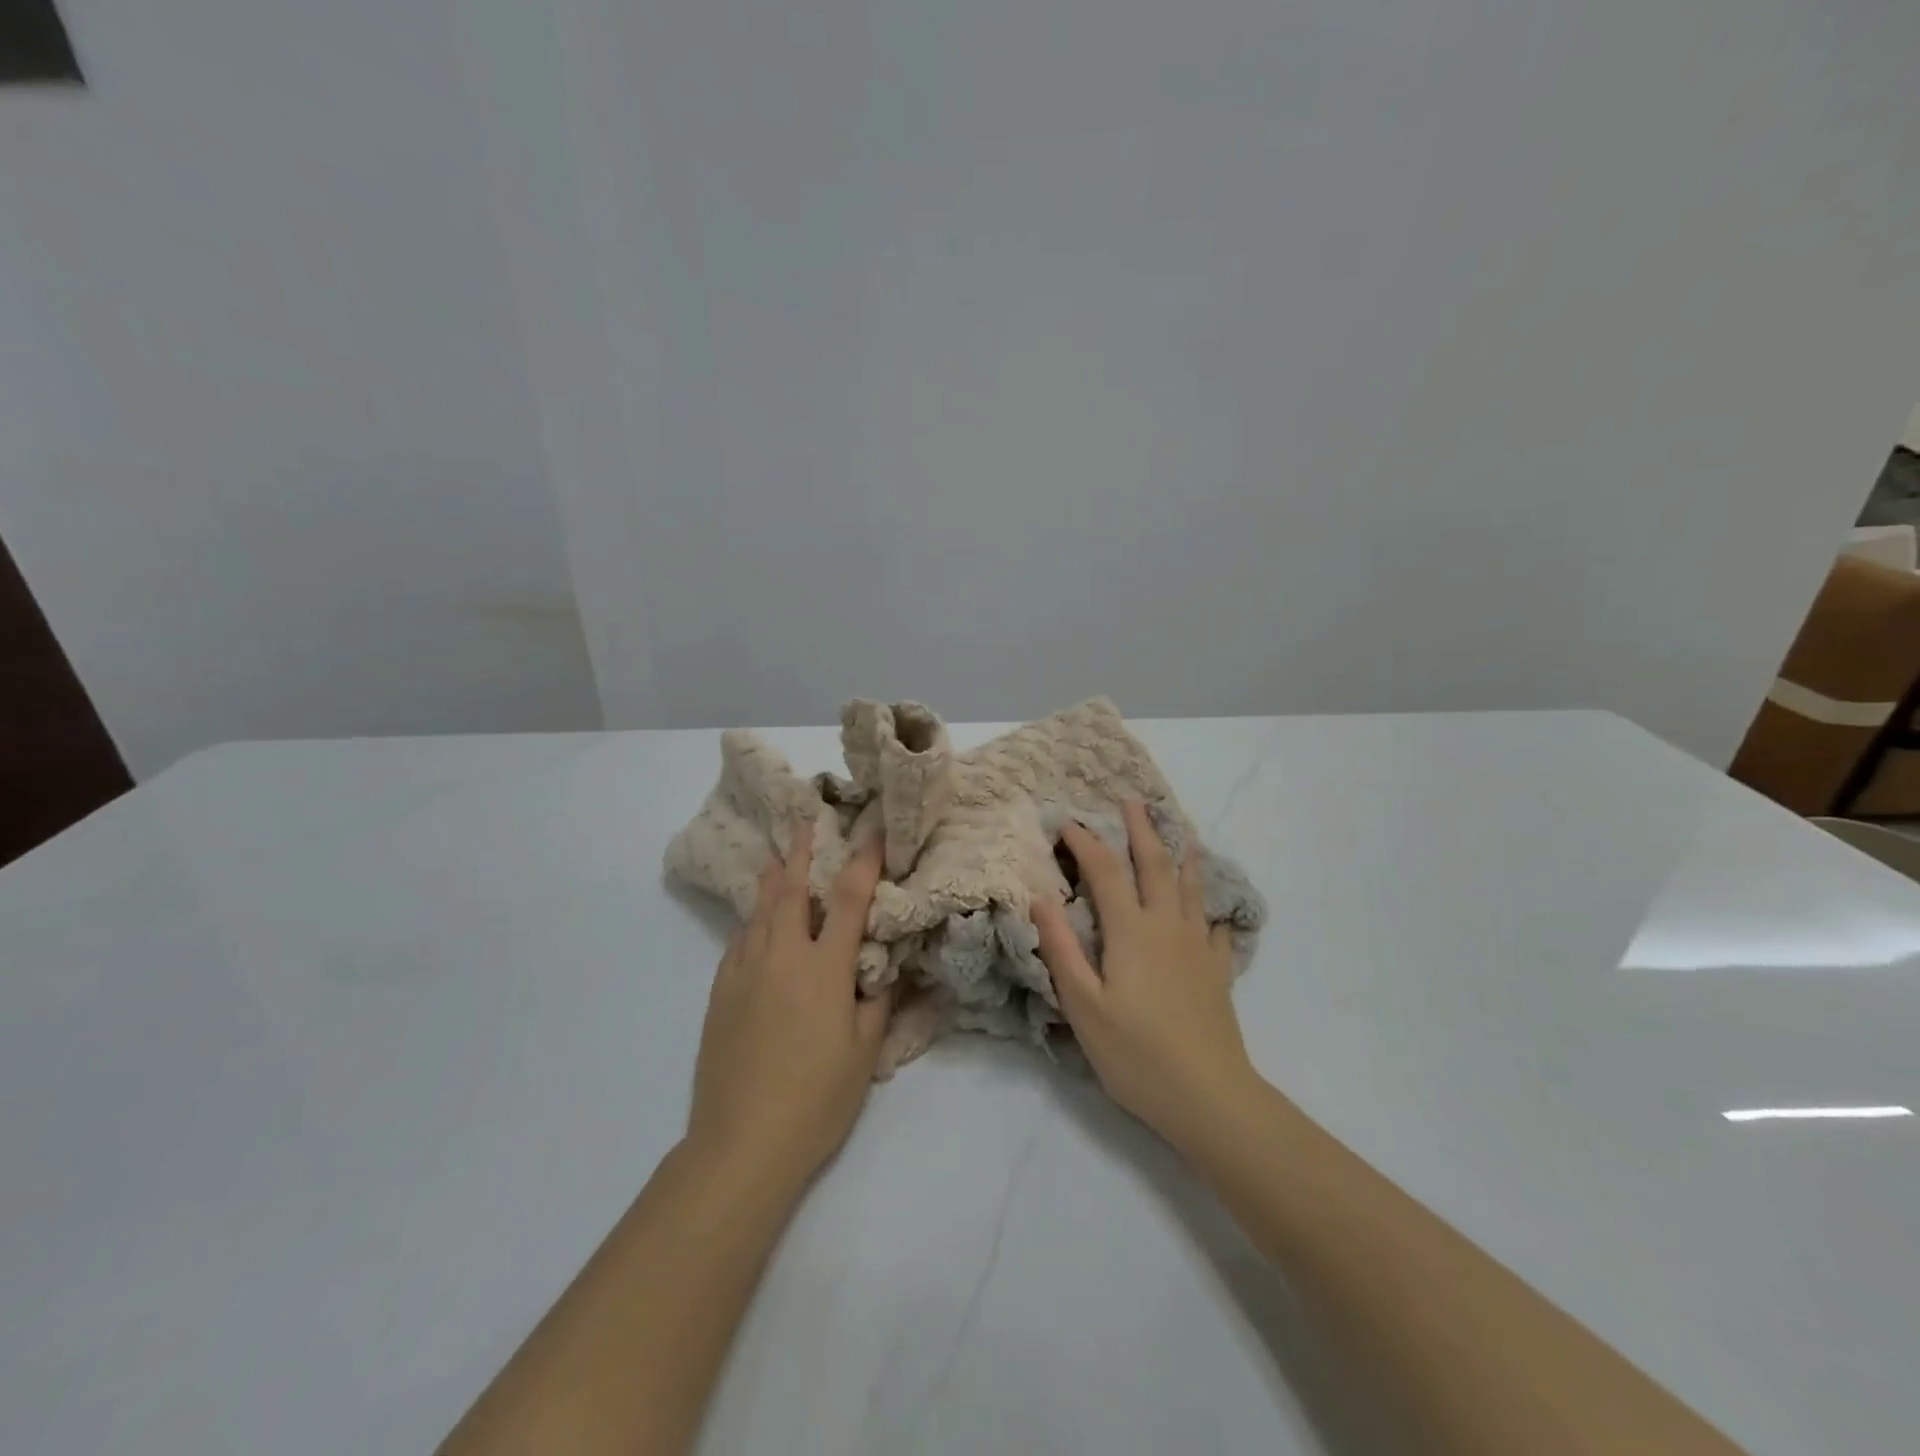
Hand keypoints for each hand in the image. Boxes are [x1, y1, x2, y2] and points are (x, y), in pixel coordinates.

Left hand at [688, 822, 893, 1187]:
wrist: (741, 1143)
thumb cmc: (816, 1099)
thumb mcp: (864, 1052)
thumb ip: (876, 1001)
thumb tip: (883, 969)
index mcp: (824, 969)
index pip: (849, 900)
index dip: (863, 862)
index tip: (871, 833)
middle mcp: (782, 957)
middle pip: (791, 892)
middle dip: (800, 854)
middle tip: (803, 824)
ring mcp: (744, 973)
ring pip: (758, 912)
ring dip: (770, 881)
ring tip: (775, 858)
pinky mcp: (719, 994)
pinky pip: (739, 942)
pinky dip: (751, 921)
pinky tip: (754, 921)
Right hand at [1033, 801, 1257, 1147]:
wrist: (1209, 1096)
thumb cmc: (1136, 1053)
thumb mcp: (1083, 1005)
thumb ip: (1061, 948)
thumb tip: (1041, 897)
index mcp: (1131, 930)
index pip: (1106, 872)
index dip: (1086, 843)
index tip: (1067, 822)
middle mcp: (1167, 926)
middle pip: (1155, 865)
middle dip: (1141, 830)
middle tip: (1132, 801)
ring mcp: (1198, 947)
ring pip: (1191, 888)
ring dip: (1182, 855)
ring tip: (1180, 832)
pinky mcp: (1218, 971)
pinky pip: (1217, 927)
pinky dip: (1212, 909)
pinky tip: (1214, 910)